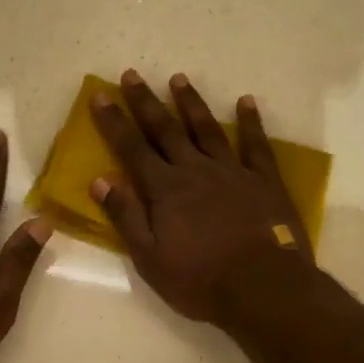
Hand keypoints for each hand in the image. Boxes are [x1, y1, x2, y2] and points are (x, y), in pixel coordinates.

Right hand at [89, 69, 310, 322]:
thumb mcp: (150, 258)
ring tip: (178, 78)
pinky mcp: (264, 180)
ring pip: (207, 129)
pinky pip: (255, 144)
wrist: (262, 288)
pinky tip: (246, 102)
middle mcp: (195, 170)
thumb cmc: (199, 280)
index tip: (100, 95)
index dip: (114, 122)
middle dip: (146, 102)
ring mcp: (232, 171)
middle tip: (132, 74)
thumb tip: (100, 180)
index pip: (132, 149)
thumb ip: (126, 216)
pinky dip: (250, 122)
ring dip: (191, 103)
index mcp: (164, 190)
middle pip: (166, 129)